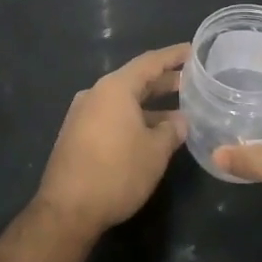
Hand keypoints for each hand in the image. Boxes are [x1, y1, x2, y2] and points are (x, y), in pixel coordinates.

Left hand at [33, 44, 189, 233]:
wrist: (67, 210)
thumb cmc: (117, 173)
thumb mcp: (155, 151)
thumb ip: (171, 130)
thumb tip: (180, 120)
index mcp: (115, 88)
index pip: (150, 62)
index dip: (174, 56)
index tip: (194, 51)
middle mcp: (95, 94)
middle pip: (135, 80)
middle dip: (164, 81)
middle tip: (192, 82)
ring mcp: (82, 114)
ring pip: (123, 101)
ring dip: (150, 105)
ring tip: (179, 112)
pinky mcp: (76, 135)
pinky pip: (111, 116)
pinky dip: (134, 118)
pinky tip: (151, 133)